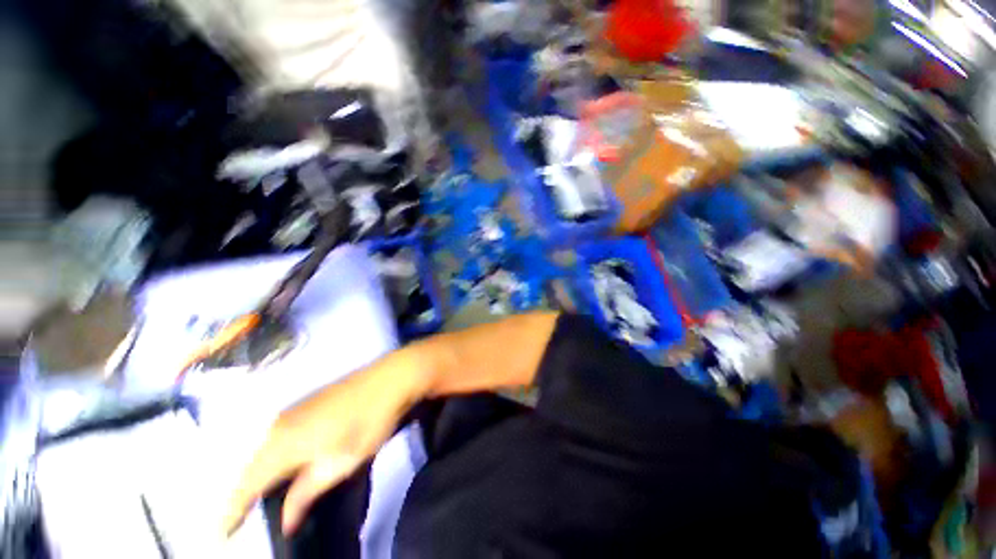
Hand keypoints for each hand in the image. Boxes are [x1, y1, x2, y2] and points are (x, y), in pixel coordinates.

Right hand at [223, 355, 429, 536]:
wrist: (390, 378)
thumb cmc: (368, 422)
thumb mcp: (340, 464)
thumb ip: (306, 493)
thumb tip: (285, 522)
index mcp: (281, 443)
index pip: (245, 485)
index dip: (230, 512)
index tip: (219, 536)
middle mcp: (277, 425)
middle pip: (249, 467)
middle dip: (240, 496)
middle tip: (237, 521)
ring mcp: (292, 411)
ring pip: (262, 451)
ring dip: (256, 476)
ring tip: (254, 501)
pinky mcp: (306, 404)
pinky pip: (276, 437)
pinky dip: (271, 457)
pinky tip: (278, 468)